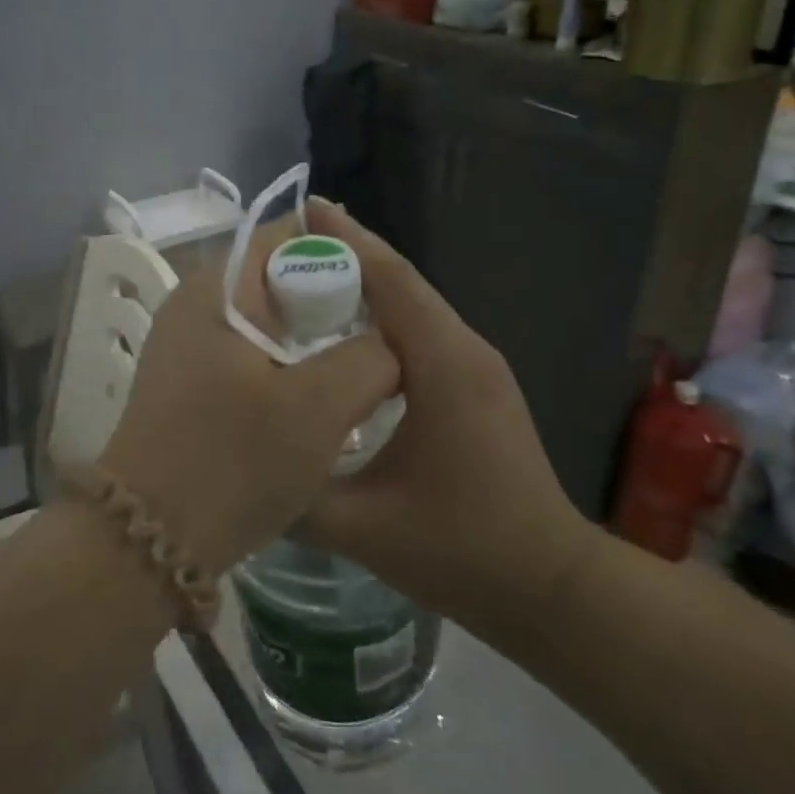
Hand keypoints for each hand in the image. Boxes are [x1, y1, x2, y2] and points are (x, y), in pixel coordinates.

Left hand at [100, 215, 399, 576]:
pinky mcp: (190, 386)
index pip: (287, 236)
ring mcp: (187, 347)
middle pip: (278, 279)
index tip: (384, 295)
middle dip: (333, 302)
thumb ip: (370, 358)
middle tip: (381, 339)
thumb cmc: (232, 462)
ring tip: (359, 371)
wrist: (147, 541)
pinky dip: (289, 366)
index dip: (341, 255)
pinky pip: (252, 355)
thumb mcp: (319, 407)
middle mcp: (195, 306)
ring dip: (313, 341)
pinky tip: (318, 401)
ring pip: (268, 322)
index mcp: (217, 290)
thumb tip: (389, 346)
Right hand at [298, 202, 595, 638]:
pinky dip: (385, 317)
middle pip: (403, 283)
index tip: (304, 209)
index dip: (346, 240)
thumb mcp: (363, 527)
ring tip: (309, 277)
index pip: (391, 280)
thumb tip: (244, 462)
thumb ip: (296, 493)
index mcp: (443, 365)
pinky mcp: (479, 385)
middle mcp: (465, 350)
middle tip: (290, 242)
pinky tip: (348, 333)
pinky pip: (425, 332)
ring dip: (368, 285)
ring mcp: (478, 366)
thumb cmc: (462, 550)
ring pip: (415, 305)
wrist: (550, 585)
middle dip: (350, 254)